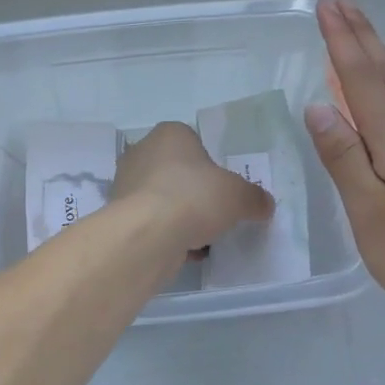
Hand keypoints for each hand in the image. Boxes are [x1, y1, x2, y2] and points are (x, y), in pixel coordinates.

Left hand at [110, 121, 274, 255]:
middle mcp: (142, 152)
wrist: (147, 235)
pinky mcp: (120, 216)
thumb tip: (264, 204)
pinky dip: (168, 234)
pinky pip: (152, 223)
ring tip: (204, 237)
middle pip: (177, 172)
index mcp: (169, 134)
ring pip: (164, 199)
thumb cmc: (194, 197)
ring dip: (182, 216)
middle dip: (195, 192)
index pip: (193, 142)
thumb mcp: (238, 195)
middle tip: (216, 212)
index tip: (223, 187)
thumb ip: (254, 197)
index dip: (211, 165)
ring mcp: (126, 185)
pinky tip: (186, 251)